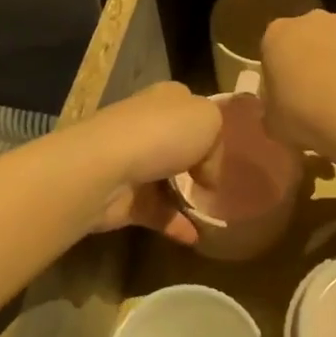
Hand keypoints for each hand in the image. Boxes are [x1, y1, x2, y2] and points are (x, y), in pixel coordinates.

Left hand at [75, 82, 219, 245]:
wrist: (106, 167)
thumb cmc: (162, 132)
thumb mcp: (209, 119)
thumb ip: (217, 141)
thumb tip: (205, 172)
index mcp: (166, 99)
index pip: (191, 108)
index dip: (210, 128)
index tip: (229, 152)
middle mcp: (148, 125)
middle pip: (178, 143)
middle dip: (197, 162)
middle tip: (221, 184)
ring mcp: (133, 161)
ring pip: (166, 178)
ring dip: (186, 197)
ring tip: (214, 214)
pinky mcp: (125, 197)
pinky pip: (156, 212)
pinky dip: (175, 225)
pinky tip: (195, 237)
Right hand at [259, 10, 335, 156]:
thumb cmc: (305, 115)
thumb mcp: (275, 125)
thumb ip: (275, 113)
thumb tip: (280, 114)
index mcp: (277, 36)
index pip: (275, 50)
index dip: (284, 76)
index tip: (293, 101)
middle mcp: (313, 19)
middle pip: (314, 38)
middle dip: (319, 62)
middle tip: (326, 101)